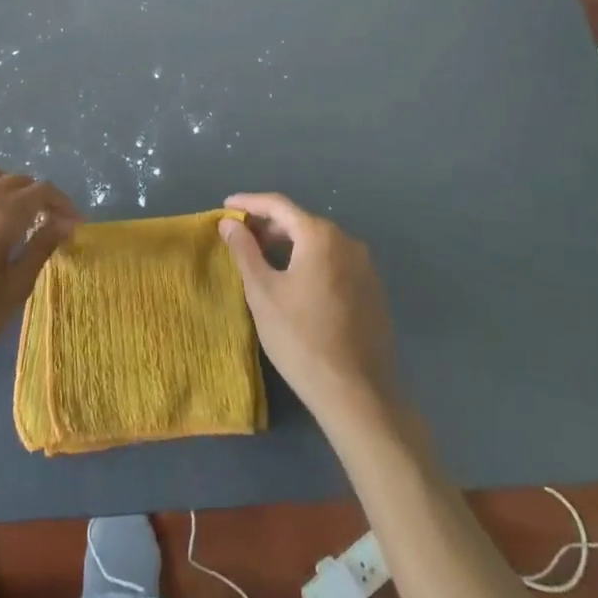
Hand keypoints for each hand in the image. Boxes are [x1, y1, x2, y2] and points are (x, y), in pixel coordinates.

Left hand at [0, 165, 80, 401]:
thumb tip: (64, 223)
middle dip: (39, 196)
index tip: (75, 225)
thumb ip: (40, 248)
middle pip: (15, 180)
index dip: (63, 204)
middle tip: (52, 223)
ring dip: (8, 188)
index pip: (40, 192)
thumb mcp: (13, 290)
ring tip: (18, 216)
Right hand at [220, 192, 398, 426]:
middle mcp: (347, 241)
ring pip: (319, 242)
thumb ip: (244, 250)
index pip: (278, 205)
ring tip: (263, 259)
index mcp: (319, 235)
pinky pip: (334, 262)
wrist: (358, 395)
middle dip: (268, 225)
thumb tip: (229, 223)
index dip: (248, 203)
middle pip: (300, 221)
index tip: (225, 208)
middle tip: (240, 237)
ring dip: (289, 244)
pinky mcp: (372, 290)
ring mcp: (365, 266)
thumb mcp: (263, 293)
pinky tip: (295, 282)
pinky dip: (310, 261)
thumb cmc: (301, 339)